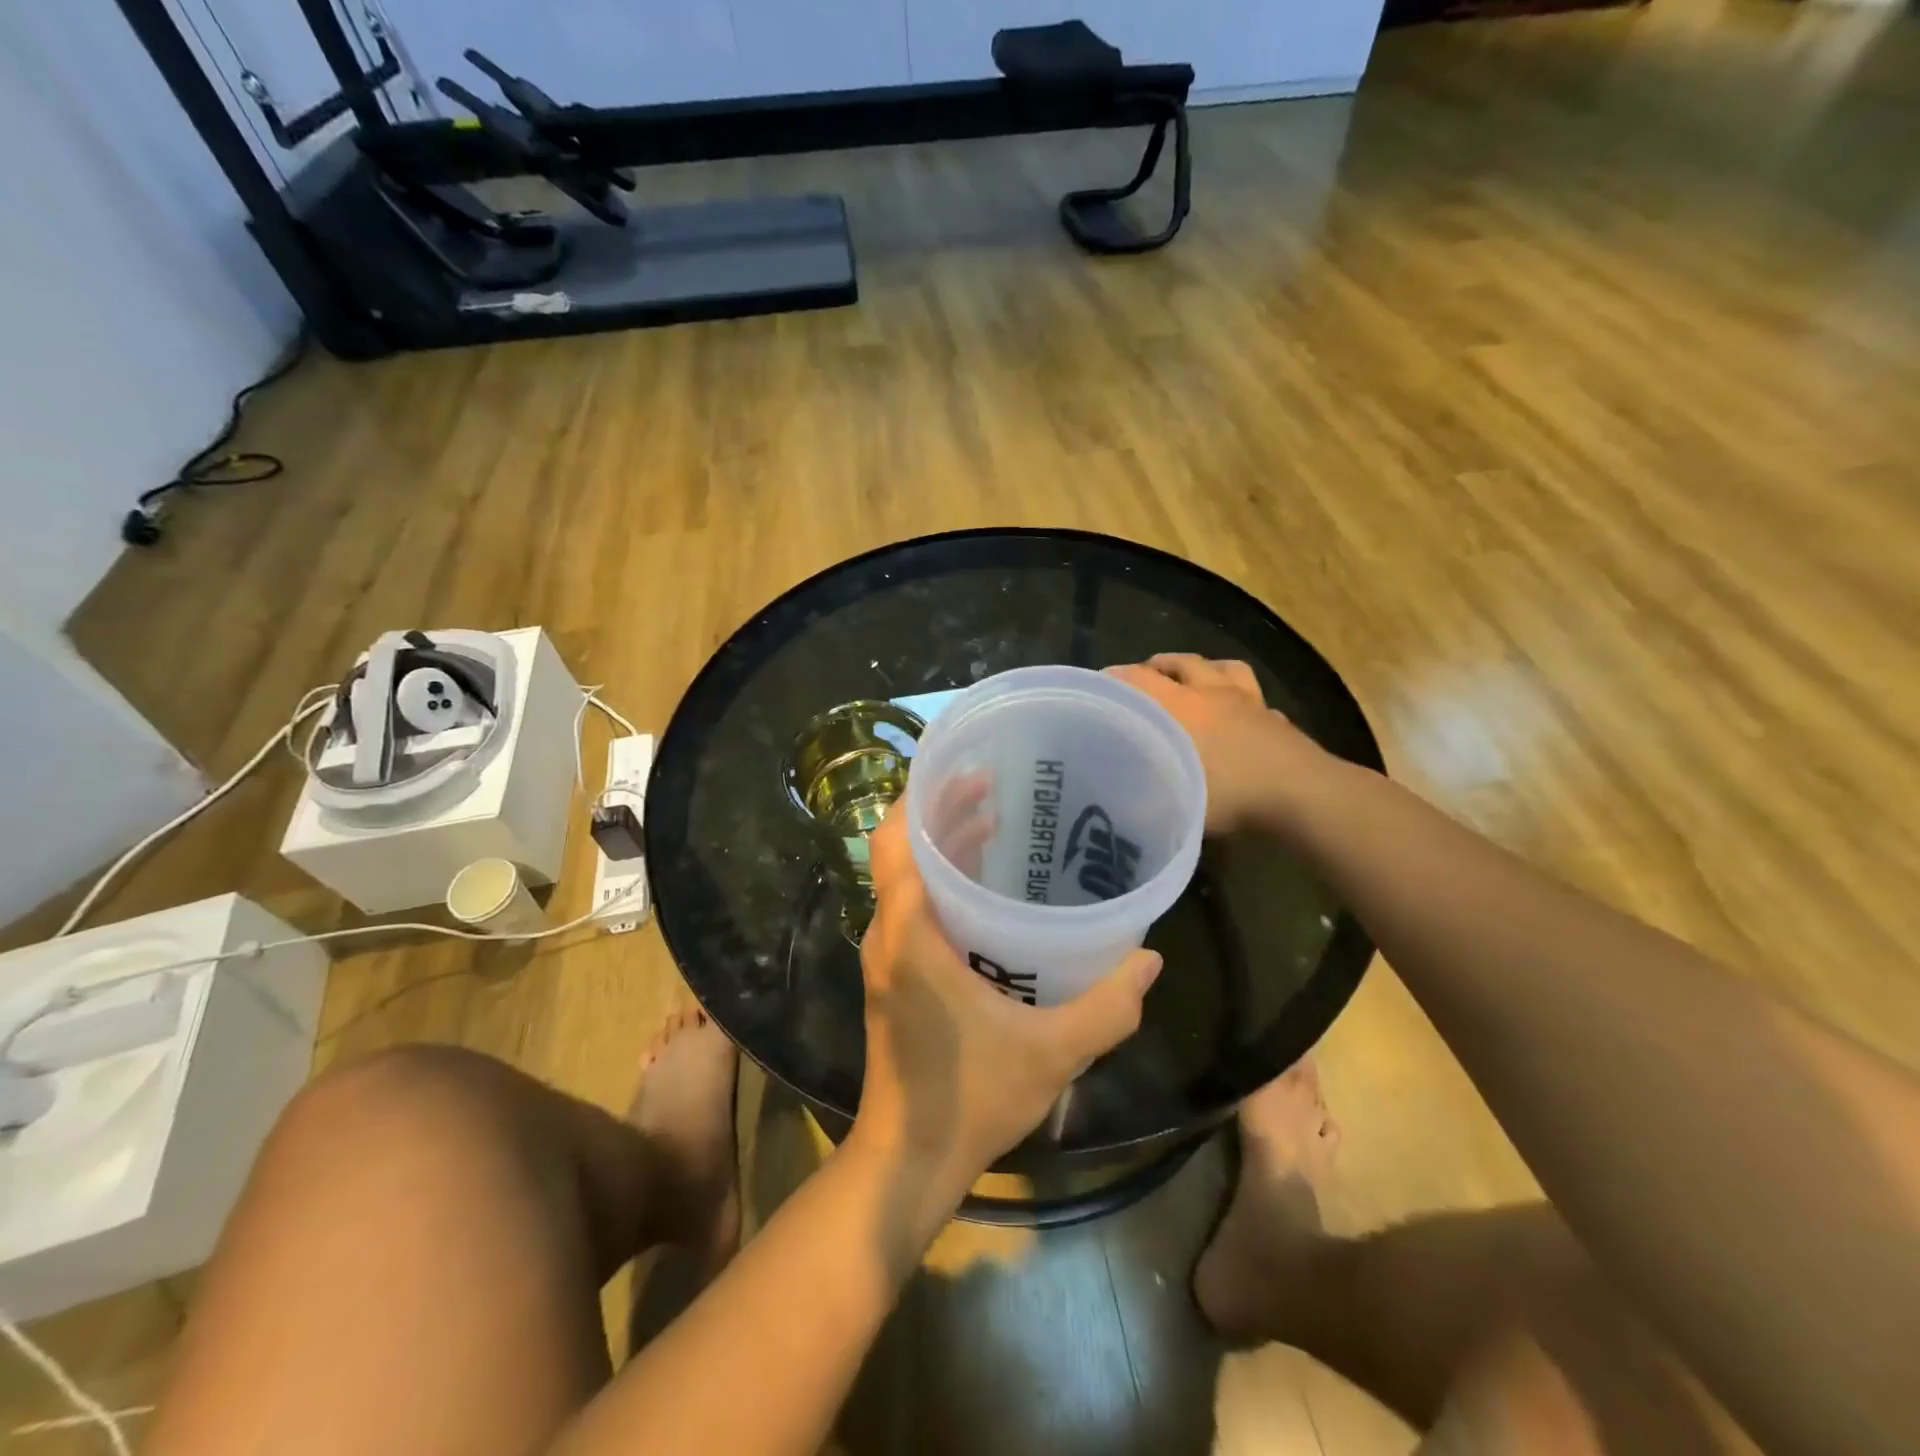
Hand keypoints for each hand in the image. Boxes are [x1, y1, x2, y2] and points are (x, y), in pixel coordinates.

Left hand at [851, 799, 1161, 1210]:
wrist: (909, 1160)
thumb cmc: (969, 1099)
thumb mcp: (1051, 1053)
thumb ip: (1106, 1008)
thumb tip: (1149, 960)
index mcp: (908, 936)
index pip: (896, 842)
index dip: (921, 797)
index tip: (963, 770)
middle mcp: (886, 935)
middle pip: (900, 851)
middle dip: (939, 812)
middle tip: (991, 786)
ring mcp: (887, 956)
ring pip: (904, 879)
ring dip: (941, 847)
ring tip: (993, 820)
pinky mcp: (895, 976)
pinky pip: (911, 907)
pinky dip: (940, 882)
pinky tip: (986, 886)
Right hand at [1106, 654, 1324, 833]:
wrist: (1302, 795)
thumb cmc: (1232, 795)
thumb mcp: (1176, 805)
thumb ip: (1145, 799)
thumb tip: (1123, 804)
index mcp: (1183, 707)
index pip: (1139, 680)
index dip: (1116, 678)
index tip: (1099, 684)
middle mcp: (1213, 694)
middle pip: (1183, 663)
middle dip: (1158, 665)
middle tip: (1143, 677)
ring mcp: (1251, 703)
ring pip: (1224, 668)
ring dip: (1204, 669)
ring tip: (1191, 680)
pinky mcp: (1278, 719)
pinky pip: (1257, 699)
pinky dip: (1243, 702)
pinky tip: (1241, 716)